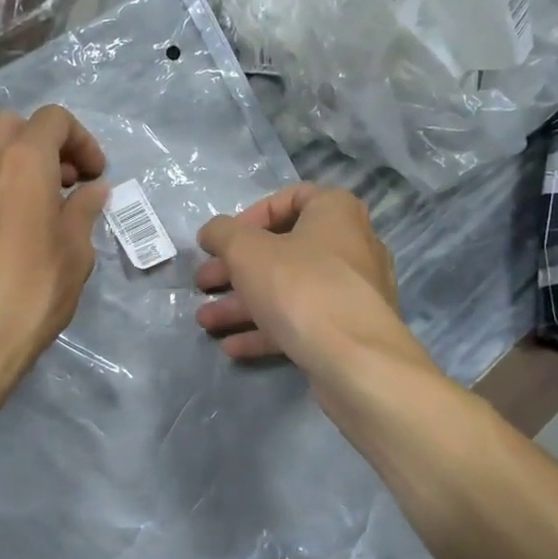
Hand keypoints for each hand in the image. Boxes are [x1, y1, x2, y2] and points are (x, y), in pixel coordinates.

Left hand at [0, 106, 108, 396]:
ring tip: (39, 205)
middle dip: (44, 142)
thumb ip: (83, 211)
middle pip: (12, 125)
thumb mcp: (75, 253)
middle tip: (66, 181)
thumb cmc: (32, 294)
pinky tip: (9, 226)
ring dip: (16, 163)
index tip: (94, 175)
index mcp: (22, 162)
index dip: (82, 140)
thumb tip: (91, 191)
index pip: (53, 120)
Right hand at [194, 184, 406, 376]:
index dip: (251, 217)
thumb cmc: (300, 287)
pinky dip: (266, 331)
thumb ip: (222, 234)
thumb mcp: (246, 251)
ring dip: (243, 305)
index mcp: (336, 212)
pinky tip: (231, 347)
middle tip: (202, 284)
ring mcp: (352, 293)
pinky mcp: (348, 331)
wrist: (355, 360)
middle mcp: (351, 246)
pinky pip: (302, 322)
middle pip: (283, 251)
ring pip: (288, 291)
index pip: (292, 198)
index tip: (223, 242)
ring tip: (206, 321)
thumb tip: (212, 232)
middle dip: (235, 270)